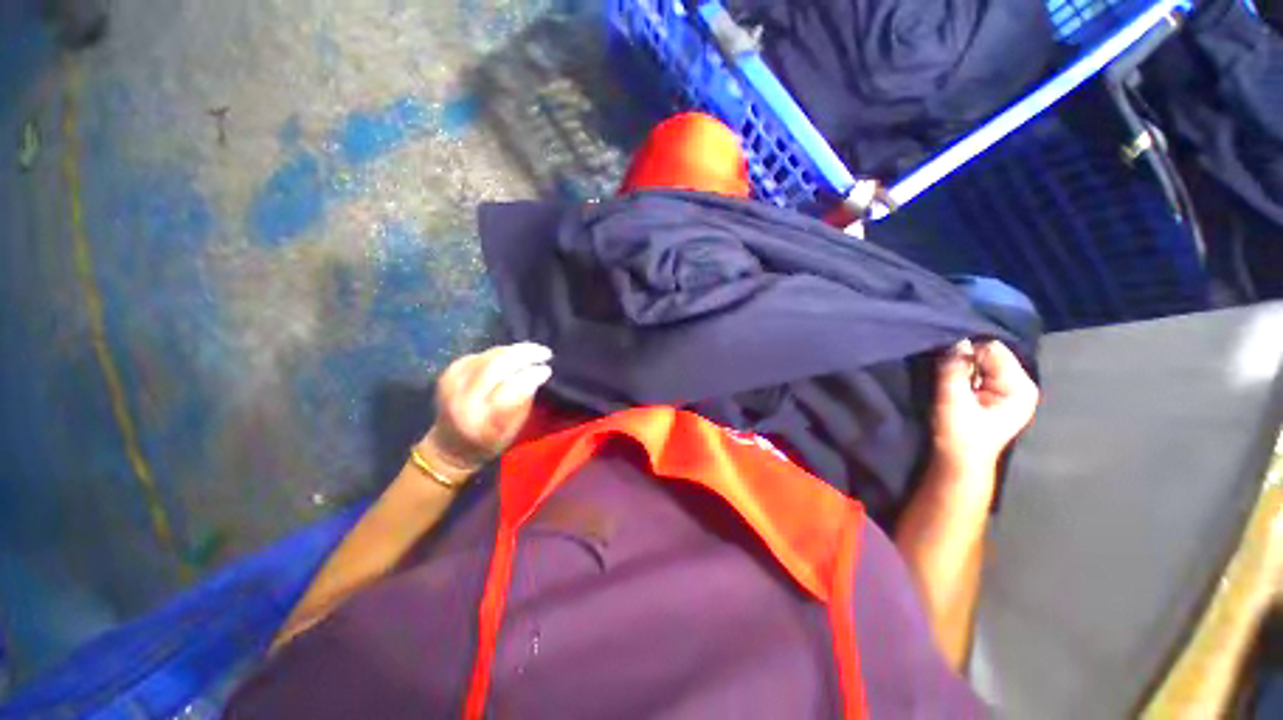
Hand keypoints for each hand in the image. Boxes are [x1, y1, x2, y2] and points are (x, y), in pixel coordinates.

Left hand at [417, 342, 553, 478]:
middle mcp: (464, 400)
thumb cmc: (489, 440)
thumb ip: (524, 400)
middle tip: (545, 353)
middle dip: (524, 355)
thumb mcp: (513, 429)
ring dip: (514, 350)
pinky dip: (499, 353)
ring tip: (533, 350)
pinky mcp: (448, 373)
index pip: (510, 390)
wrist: (450, 445)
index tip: (547, 369)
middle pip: (496, 367)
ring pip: (488, 356)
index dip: (531, 376)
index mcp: (483, 422)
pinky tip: (512, 355)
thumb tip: (538, 372)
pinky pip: (479, 355)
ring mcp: (452, 384)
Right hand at [931, 339, 1037, 477]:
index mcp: (1019, 386)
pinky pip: (978, 373)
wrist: (957, 462)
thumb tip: (956, 342)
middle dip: (966, 361)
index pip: (993, 349)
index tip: (947, 366)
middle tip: (948, 376)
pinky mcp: (994, 395)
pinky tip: (956, 389)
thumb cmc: (958, 434)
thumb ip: (954, 370)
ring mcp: (1008, 390)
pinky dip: (963, 376)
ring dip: (962, 369)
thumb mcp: (952, 400)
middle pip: (989, 354)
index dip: (967, 353)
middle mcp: (1020, 384)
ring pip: (981, 363)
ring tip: (950, 384)